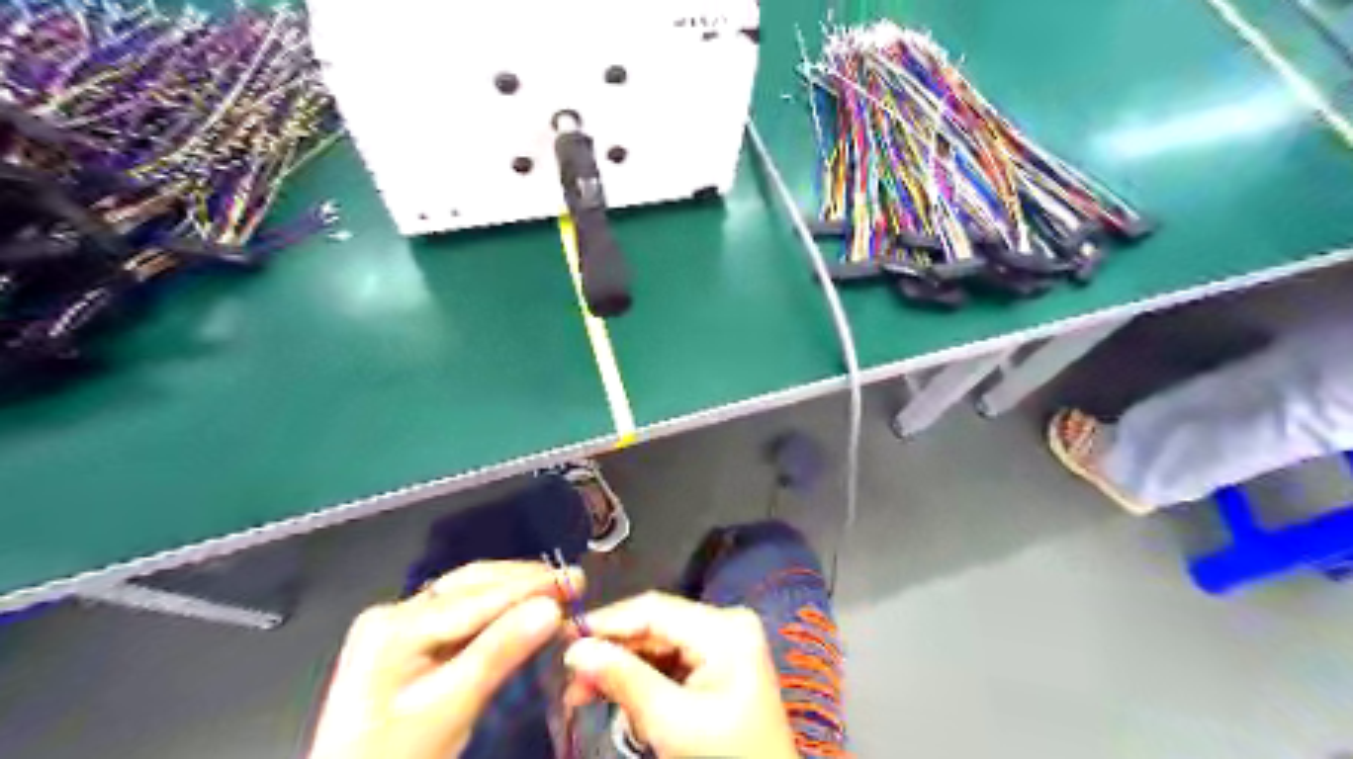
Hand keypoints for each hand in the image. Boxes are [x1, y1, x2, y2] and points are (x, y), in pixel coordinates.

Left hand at [306, 558, 582, 758]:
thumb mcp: (450, 710)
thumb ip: (499, 653)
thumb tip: (550, 609)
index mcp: (395, 627)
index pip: (479, 597)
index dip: (532, 587)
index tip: (576, 580)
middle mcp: (393, 613)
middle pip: (472, 585)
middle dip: (524, 583)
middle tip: (572, 583)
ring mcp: (395, 624)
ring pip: (467, 592)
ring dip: (512, 591)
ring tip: (554, 589)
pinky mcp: (403, 640)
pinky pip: (459, 612)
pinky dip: (494, 608)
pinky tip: (519, 608)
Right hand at [560, 594, 793, 758]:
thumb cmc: (725, 758)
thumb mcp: (670, 722)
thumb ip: (623, 679)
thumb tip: (576, 650)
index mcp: (724, 628)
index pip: (654, 609)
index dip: (606, 622)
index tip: (563, 638)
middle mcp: (726, 622)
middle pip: (654, 626)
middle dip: (611, 651)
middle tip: (570, 679)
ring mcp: (724, 641)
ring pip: (658, 643)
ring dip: (622, 667)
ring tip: (582, 693)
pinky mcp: (718, 661)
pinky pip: (670, 658)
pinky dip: (642, 677)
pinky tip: (615, 693)